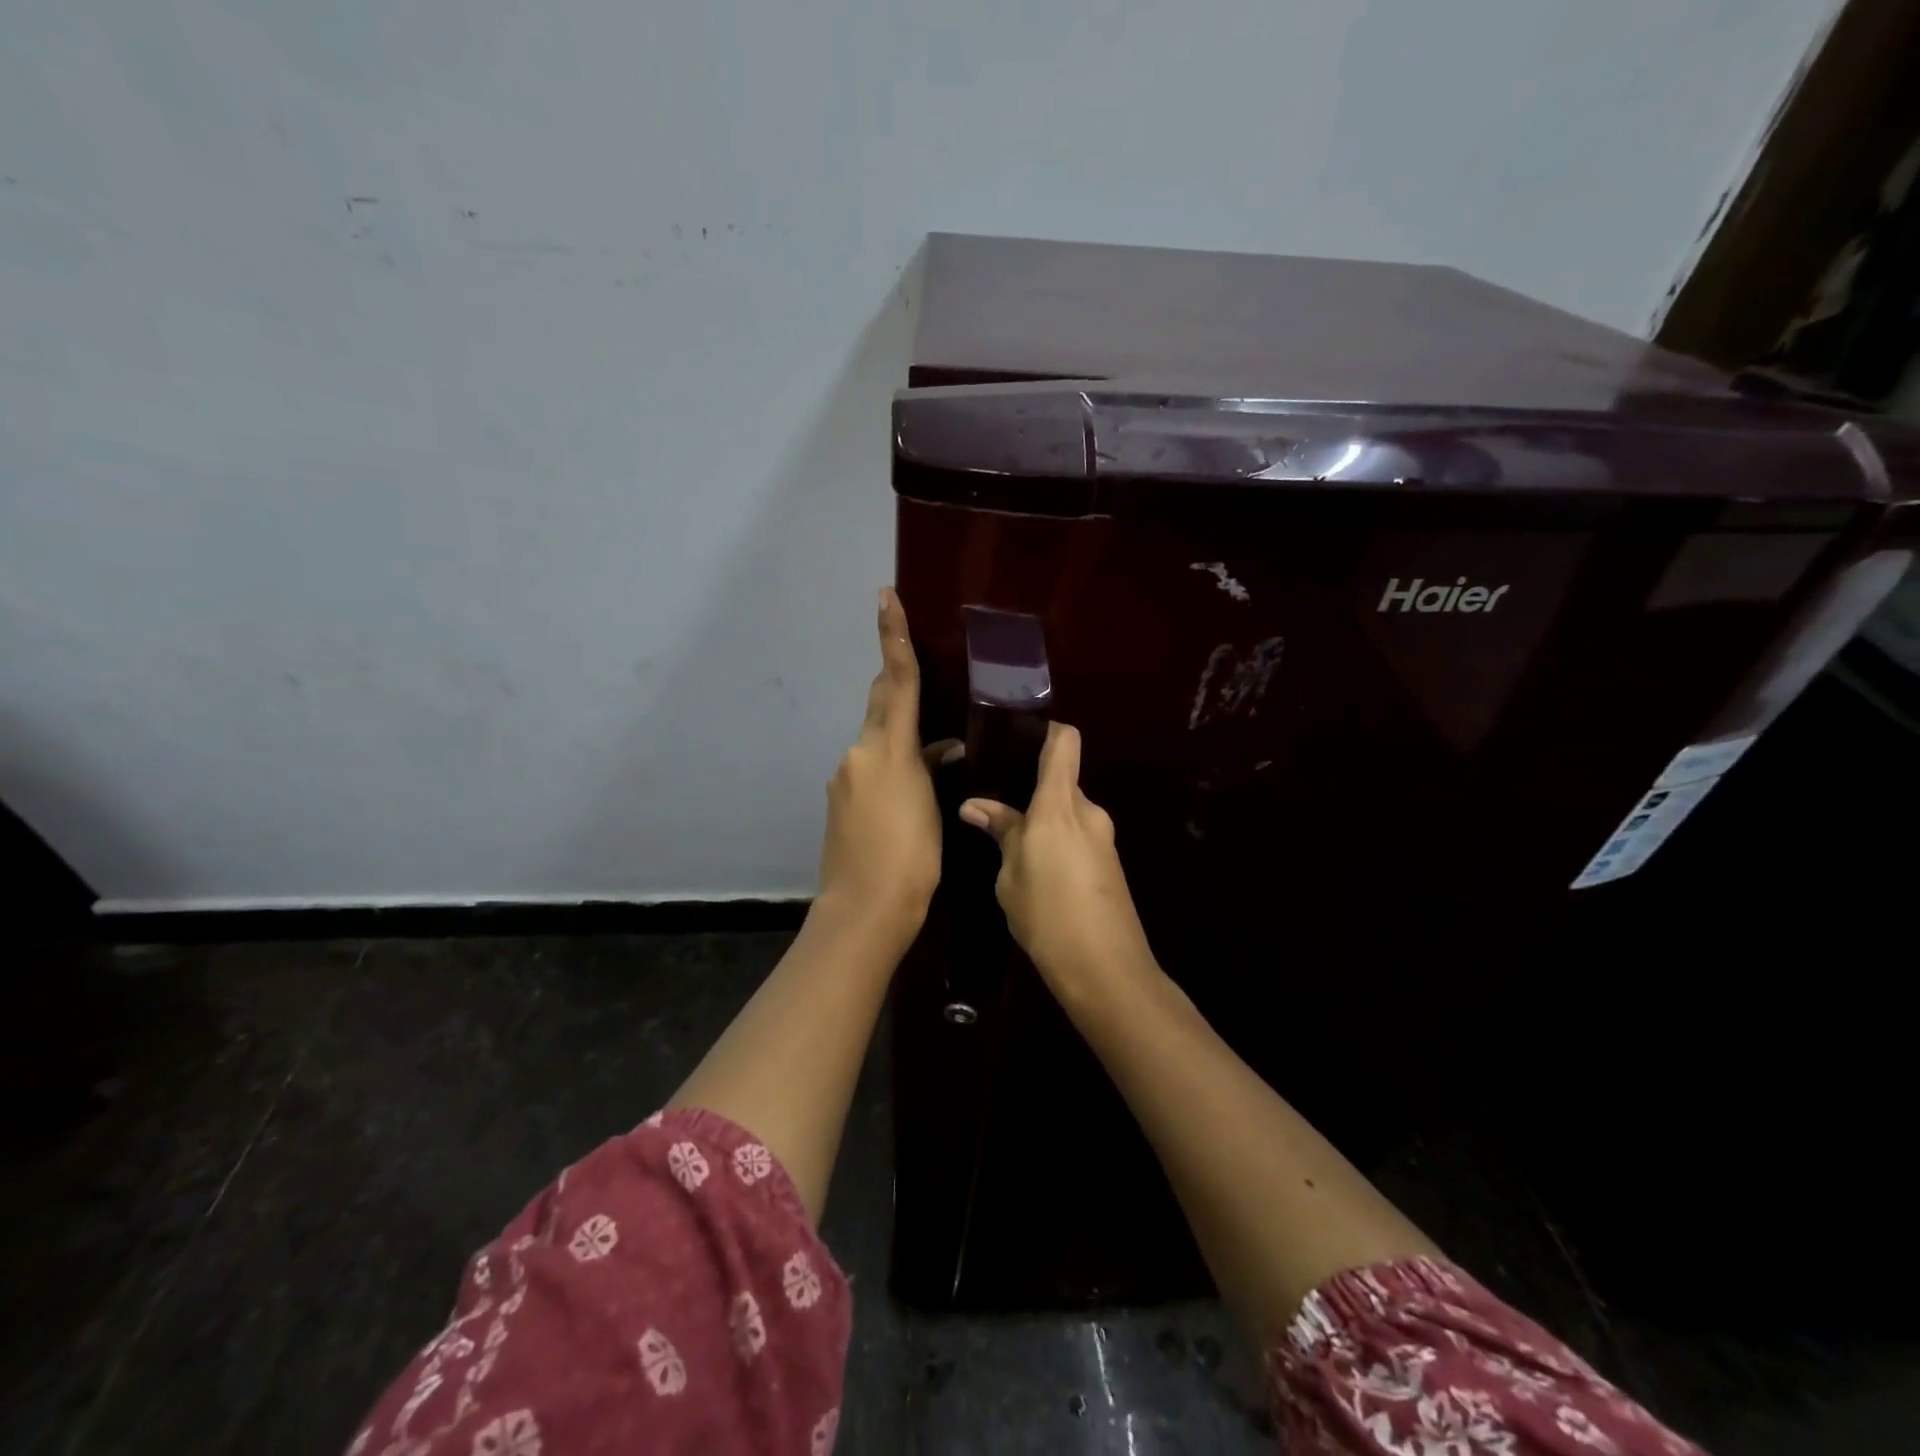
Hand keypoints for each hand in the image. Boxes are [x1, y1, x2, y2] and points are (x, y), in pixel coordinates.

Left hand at [815, 587, 957, 940]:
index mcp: (885, 750)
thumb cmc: (910, 859)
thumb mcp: (931, 808)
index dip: (893, 637)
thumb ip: (931, 770)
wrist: (863, 910)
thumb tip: (940, 751)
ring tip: (937, 750)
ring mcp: (845, 778)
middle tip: (913, 658)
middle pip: (881, 703)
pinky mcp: (840, 801)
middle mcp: (858, 754)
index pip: (896, 682)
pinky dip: (893, 765)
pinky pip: (871, 766)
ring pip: (878, 738)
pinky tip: (915, 785)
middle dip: (896, 679)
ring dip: (901, 734)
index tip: (885, 596)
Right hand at [959, 722, 1155, 1000]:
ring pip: (1067, 811)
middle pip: (1061, 779)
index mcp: (1060, 805)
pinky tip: (1033, 867)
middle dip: (1030, 787)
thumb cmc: (1048, 915)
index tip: (1015, 736)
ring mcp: (1103, 838)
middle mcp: (1087, 812)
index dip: (1044, 729)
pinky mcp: (1108, 863)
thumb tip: (975, 805)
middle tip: (993, 801)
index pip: (1064, 741)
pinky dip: (1055, 840)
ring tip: (1006, 837)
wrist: (1106, 969)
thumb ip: (1000, 832)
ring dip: (1042, 818)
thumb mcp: (1011, 875)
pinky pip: (1077, 835)